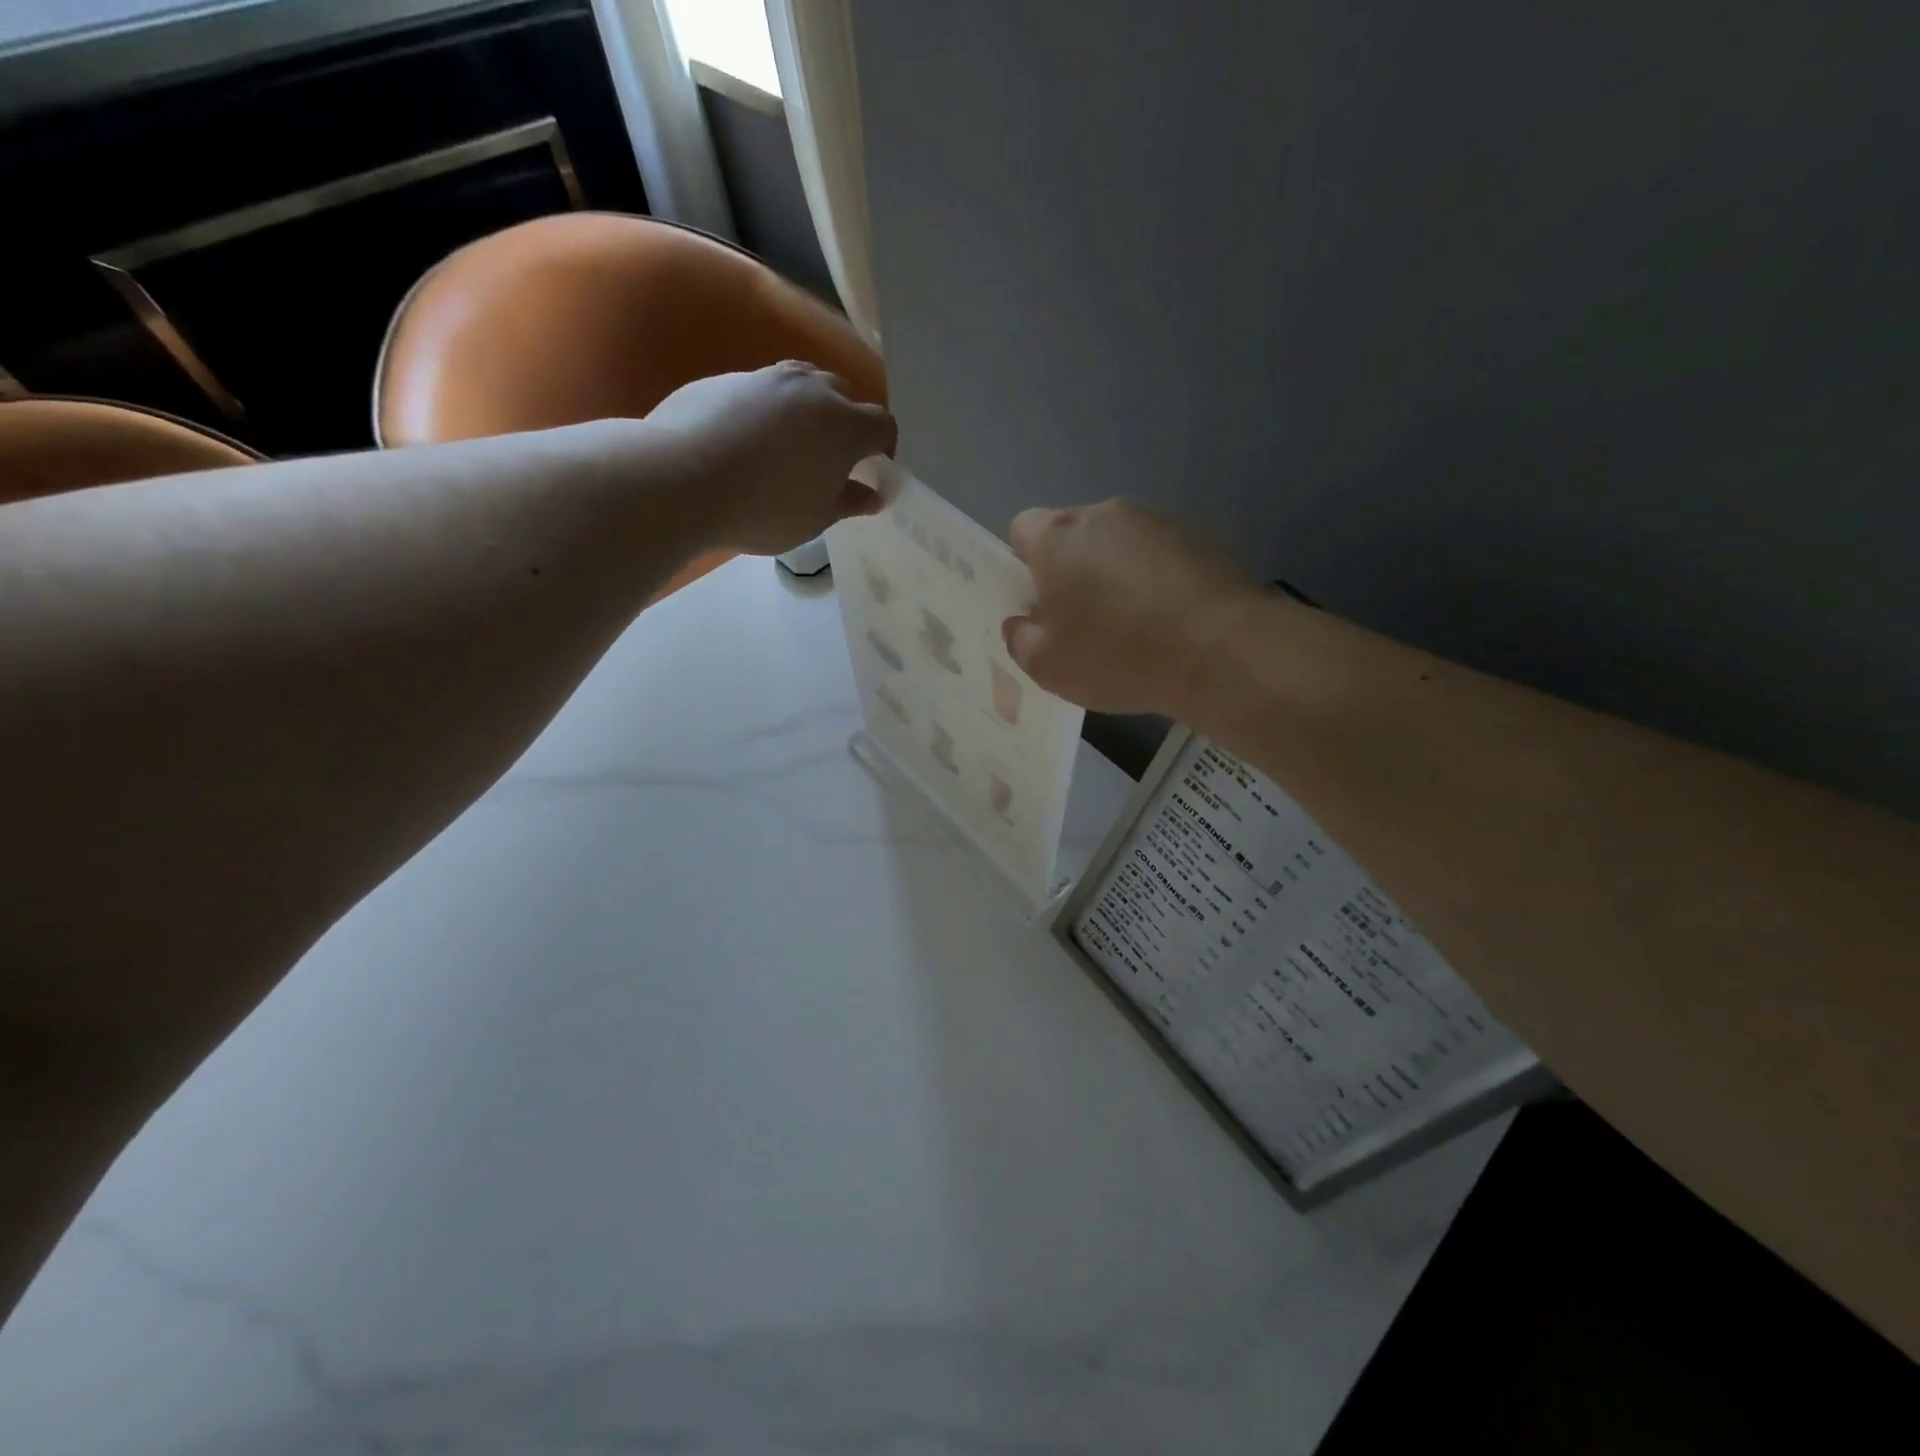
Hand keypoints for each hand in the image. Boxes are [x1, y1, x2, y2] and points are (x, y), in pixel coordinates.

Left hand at [644, 361, 896, 554]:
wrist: (681, 477)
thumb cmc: (764, 508)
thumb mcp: (814, 518)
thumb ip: (848, 502)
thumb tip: (873, 494)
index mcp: (844, 425)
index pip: (882, 425)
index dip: (883, 448)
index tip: (872, 470)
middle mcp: (811, 390)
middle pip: (843, 394)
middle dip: (845, 421)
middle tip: (830, 458)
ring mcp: (766, 378)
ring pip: (801, 383)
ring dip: (806, 408)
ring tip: (790, 443)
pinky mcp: (726, 378)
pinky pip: (760, 390)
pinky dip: (765, 410)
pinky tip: (745, 442)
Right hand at [1002, 499, 1260, 714]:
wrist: (1219, 650)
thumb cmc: (1117, 654)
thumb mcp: (1047, 666)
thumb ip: (1020, 639)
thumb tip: (1022, 623)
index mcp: (1057, 537)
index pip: (1022, 528)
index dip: (1023, 564)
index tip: (1037, 603)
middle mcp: (1104, 514)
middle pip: (1072, 536)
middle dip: (1070, 571)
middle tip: (1079, 623)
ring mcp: (1155, 522)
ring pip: (1117, 546)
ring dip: (1114, 576)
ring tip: (1130, 628)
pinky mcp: (1198, 538)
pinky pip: (1157, 558)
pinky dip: (1153, 582)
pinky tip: (1165, 624)